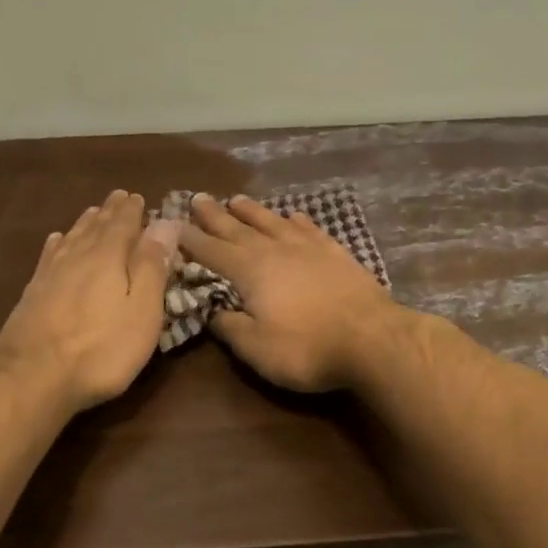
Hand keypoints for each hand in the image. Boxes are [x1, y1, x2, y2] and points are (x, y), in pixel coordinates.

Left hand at [0, 190, 178, 413]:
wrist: (34, 377)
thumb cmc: (101, 349)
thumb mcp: (142, 311)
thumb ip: (152, 267)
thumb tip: (165, 224)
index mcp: (108, 258)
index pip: (123, 225)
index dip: (133, 211)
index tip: (139, 197)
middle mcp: (77, 257)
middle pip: (96, 227)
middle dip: (110, 212)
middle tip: (119, 197)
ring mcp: (50, 274)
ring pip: (72, 238)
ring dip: (85, 223)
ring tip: (94, 212)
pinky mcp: (32, 294)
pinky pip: (49, 257)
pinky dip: (57, 244)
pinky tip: (56, 241)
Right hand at [180, 194, 403, 391]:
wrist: (373, 339)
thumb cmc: (307, 348)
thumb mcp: (256, 348)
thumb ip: (229, 328)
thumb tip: (213, 312)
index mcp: (250, 271)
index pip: (211, 251)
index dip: (191, 240)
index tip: (174, 226)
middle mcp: (275, 250)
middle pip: (237, 228)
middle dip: (215, 216)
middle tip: (198, 198)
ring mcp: (308, 248)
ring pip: (272, 222)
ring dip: (252, 211)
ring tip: (236, 200)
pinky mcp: (336, 254)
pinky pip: (309, 229)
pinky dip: (296, 220)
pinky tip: (292, 215)